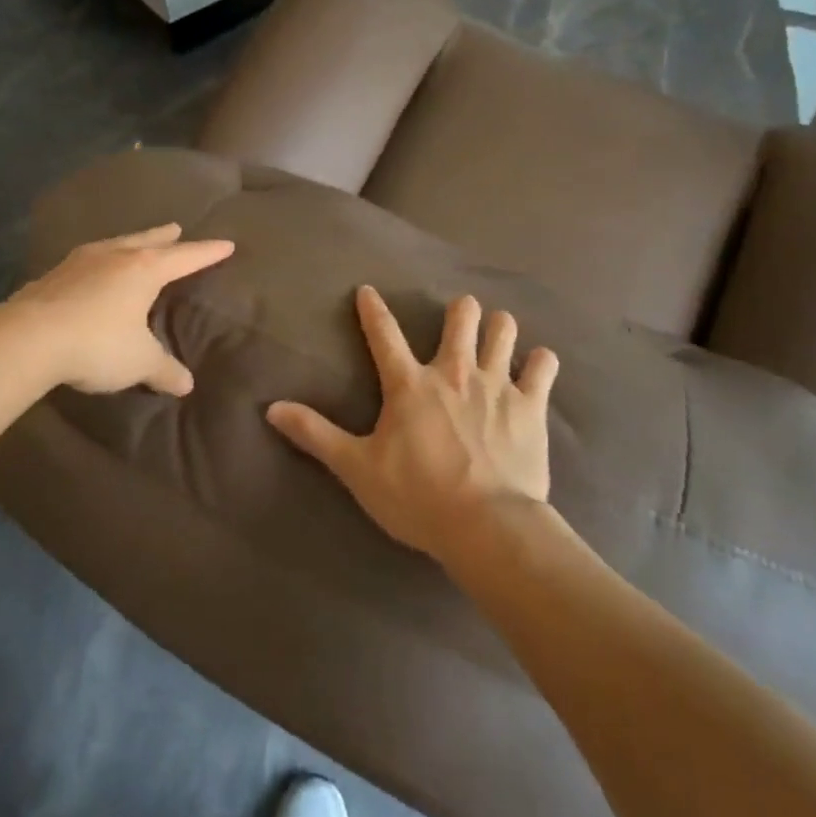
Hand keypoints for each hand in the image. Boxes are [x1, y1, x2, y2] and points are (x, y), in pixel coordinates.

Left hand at [8, 224, 232, 395]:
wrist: (25, 340)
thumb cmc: (97, 343)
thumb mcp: (139, 362)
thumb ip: (164, 370)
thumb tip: (186, 385)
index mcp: (145, 270)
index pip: (186, 257)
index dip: (208, 252)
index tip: (226, 243)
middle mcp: (115, 257)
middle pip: (147, 240)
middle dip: (165, 236)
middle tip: (177, 228)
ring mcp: (79, 262)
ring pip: (114, 245)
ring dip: (129, 243)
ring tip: (134, 245)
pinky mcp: (51, 276)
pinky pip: (86, 262)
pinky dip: (99, 262)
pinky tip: (91, 271)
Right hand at [266, 287, 558, 565]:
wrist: (486, 525)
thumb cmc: (417, 497)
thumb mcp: (357, 468)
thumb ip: (316, 435)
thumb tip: (272, 408)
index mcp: (410, 384)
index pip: (384, 333)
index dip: (372, 308)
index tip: (368, 290)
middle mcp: (454, 371)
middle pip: (461, 315)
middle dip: (459, 311)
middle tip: (457, 322)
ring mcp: (497, 383)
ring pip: (503, 329)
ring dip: (499, 328)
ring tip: (496, 337)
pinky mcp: (531, 404)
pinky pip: (543, 365)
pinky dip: (540, 363)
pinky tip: (536, 368)